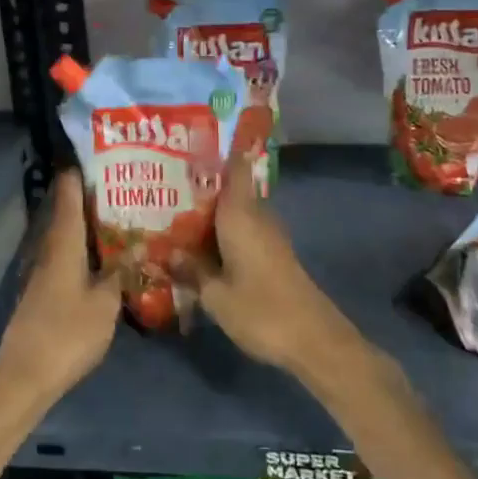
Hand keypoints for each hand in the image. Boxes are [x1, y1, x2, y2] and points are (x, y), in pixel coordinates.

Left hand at [0, 171, 120, 407]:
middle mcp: (50, 248)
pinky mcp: (45, 290)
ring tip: (124, 214)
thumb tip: (139, 245)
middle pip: (69, 212)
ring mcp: (44, 271)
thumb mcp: (105, 303)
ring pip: (69, 235)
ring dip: (91, 224)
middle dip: (93, 196)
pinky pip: (69, 256)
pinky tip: (107, 255)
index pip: (68, 193)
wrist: (24, 376)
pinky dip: (87, 248)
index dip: (80, 170)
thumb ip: (121, 272)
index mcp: (63, 242)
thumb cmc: (67, 333)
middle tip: (126, 183)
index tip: (101, 153)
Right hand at [181, 146, 359, 377]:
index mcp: (241, 214)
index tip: (192, 138)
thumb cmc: (261, 310)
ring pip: (233, 212)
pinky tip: (198, 245)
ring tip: (172, 212)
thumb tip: (166, 254)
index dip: (218, 149)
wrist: (314, 340)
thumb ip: (191, 270)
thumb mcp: (215, 294)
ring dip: (208, 211)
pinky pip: (240, 231)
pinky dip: (220, 232)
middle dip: (200, 184)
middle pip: (228, 189)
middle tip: (163, 181)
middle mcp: (256, 216)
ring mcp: (267, 236)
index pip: (234, 166)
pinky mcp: (272, 255)